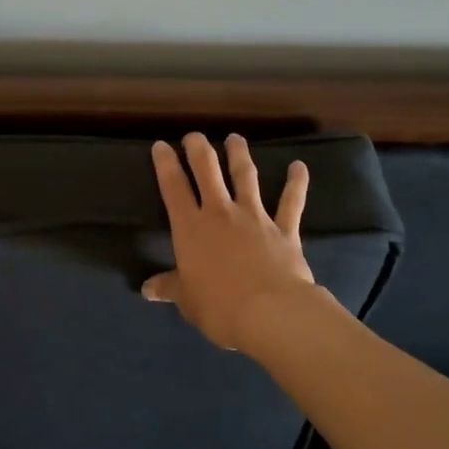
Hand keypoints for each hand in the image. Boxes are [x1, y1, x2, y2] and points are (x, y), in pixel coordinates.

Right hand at [142, 133, 317, 350]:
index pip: (173, 188)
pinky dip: (296, 183)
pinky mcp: (284, 229)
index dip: (165, 165)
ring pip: (245, 177)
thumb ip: (170, 287)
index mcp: (190, 228)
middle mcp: (220, 213)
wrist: (270, 312)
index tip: (161, 145)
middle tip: (195, 136)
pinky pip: (291, 202)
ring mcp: (254, 217)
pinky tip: (299, 166)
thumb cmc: (219, 306)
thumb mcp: (187, 300)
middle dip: (199, 150)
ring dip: (239, 155)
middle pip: (207, 171)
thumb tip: (148, 289)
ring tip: (235, 138)